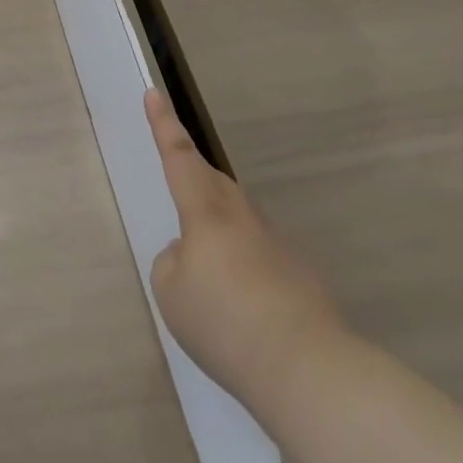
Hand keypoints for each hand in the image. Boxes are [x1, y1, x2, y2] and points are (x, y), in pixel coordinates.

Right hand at [145, 88, 345, 406]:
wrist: (308, 369)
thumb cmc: (225, 321)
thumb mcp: (171, 291)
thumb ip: (174, 262)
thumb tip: (195, 255)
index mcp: (206, 212)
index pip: (178, 157)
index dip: (163, 125)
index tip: (154, 93)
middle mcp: (242, 217)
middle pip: (213, 182)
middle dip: (192, 175)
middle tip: (178, 181)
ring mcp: (276, 244)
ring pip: (238, 218)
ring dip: (218, 228)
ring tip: (207, 269)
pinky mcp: (300, 275)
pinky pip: (259, 255)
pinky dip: (243, 266)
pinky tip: (241, 307)